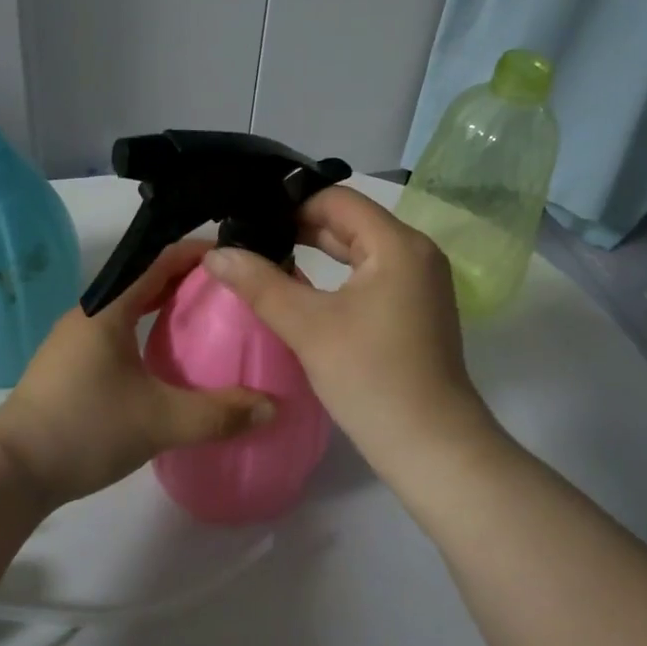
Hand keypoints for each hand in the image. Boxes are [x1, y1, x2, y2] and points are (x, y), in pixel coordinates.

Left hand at [0, 239, 274, 505]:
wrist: (11, 471)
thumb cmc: (85, 428)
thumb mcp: (160, 421)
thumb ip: (219, 414)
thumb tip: (272, 407)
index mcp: (108, 309)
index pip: (158, 259)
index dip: (198, 253)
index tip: (236, 258)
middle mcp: (90, 314)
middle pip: (145, 281)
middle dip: (188, 281)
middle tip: (232, 293)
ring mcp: (75, 341)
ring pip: (130, 309)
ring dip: (166, 308)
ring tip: (208, 322)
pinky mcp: (70, 366)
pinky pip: (119, 333)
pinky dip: (148, 332)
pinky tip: (169, 360)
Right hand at [202, 187, 494, 476]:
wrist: (431, 446)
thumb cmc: (371, 378)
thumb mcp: (308, 327)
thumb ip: (259, 283)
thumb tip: (215, 253)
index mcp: (398, 244)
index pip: (337, 199)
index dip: (290, 204)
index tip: (248, 219)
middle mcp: (416, 252)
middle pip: (349, 222)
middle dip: (299, 228)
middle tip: (249, 240)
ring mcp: (420, 282)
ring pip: (359, 251)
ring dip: (317, 252)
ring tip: (266, 260)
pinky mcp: (416, 308)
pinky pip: (371, 275)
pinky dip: (337, 276)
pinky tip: (302, 290)